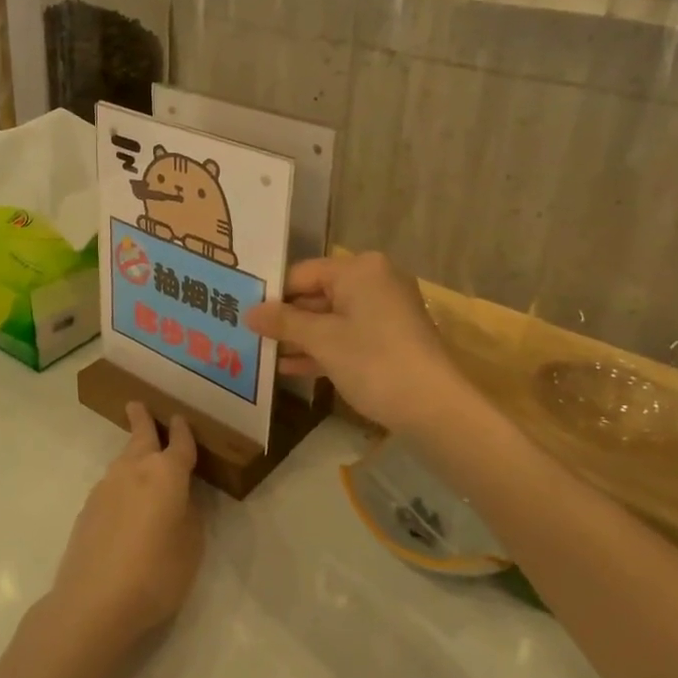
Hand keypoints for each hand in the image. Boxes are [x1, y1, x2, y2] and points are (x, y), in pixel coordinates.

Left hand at [43, 403, 203, 660]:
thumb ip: (190, 516)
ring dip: (132, 455)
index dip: (183, 432)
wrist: (94, 601)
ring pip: (123, 461)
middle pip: (140, 436)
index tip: (180, 419)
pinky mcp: (87, 508)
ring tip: (139, 459)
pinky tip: (124, 505)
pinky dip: (121, 484)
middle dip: (142, 419)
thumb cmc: (156, 573)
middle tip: (137, 405)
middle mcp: (134, 470)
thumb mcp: (191, 548)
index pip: (179, 444)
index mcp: (166, 474)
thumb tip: (182, 500)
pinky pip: (111, 486)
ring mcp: (106, 487)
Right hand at [245, 253, 464, 434]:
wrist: (434, 407)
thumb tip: (249, 312)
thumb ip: (283, 322)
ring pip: (331, 318)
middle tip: (247, 333)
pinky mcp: (390, 339)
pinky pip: (347, 336)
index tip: (242, 312)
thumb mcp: (322, 340)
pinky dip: (322, 349)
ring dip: (299, 337)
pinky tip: (289, 368)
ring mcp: (384, 311)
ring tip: (262, 353)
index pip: (302, 273)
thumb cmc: (373, 361)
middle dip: (285, 318)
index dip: (272, 294)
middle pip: (317, 294)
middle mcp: (374, 281)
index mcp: (359, 269)